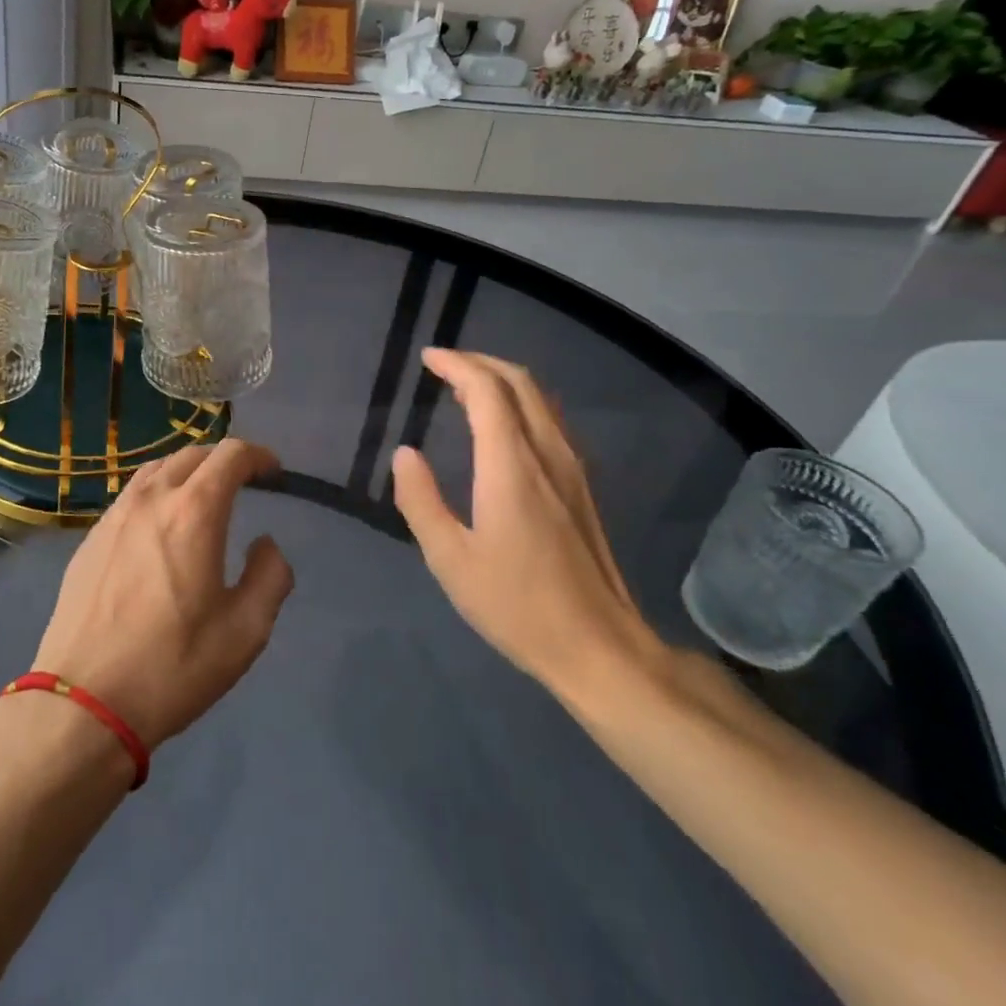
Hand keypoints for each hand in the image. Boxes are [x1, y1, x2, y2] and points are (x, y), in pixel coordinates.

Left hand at [33, 438, 293, 749]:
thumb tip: (265, 544)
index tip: (273, 472)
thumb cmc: (173, 666)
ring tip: (202, 497)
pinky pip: (131, 496)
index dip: (258, 455)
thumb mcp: (245, 631)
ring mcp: (114, 516)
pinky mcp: (90, 538)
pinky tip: (160, 526)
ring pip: (156, 470)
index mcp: (194, 512)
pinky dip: (157, 493)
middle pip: (192, 455)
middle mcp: (151, 499)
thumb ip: (269, 576)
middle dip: (223, 461)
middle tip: (244, 483)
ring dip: (187, 472)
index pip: (230, 455)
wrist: (82, 701)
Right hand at [390, 349, 664, 706]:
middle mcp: (547, 454)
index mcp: (511, 467)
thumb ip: (421, 501)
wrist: (600, 647)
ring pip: (540, 399)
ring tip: (465, 389)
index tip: (427, 358)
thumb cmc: (516, 605)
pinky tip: (502, 426)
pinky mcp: (582, 487)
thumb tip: (405, 453)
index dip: (456, 365)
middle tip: (443, 365)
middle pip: (520, 382)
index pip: (487, 390)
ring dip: (502, 380)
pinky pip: (550, 421)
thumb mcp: (450, 560)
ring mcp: (572, 469)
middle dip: (480, 363)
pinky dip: (520, 403)